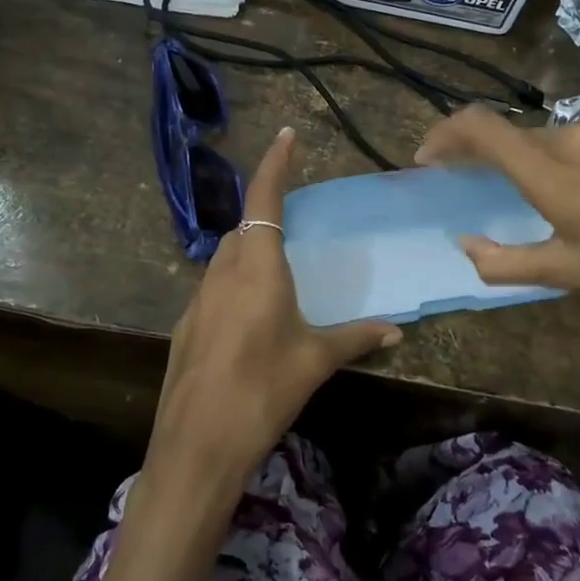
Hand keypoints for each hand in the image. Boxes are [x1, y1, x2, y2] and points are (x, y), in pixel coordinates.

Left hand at [147, 127, 401, 494]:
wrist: (198, 444)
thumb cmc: (263, 390)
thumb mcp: (315, 361)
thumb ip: (355, 339)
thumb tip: (394, 331)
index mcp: (257, 268)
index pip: (264, 199)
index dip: (274, 164)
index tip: (286, 136)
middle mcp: (222, 272)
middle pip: (244, 229)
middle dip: (265, 218)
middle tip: (294, 229)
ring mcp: (197, 299)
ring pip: (225, 258)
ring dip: (248, 254)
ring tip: (277, 278)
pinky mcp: (185, 326)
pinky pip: (212, 289)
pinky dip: (233, 286)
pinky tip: (249, 322)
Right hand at [414, 105, 579, 318]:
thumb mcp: (570, 274)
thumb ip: (504, 262)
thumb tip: (465, 244)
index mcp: (549, 170)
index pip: (479, 127)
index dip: (442, 135)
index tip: (427, 160)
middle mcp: (572, 136)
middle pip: (508, 133)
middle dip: (477, 154)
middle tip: (465, 183)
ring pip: (543, 137)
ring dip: (520, 159)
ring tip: (524, 194)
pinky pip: (577, 139)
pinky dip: (556, 158)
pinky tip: (577, 190)